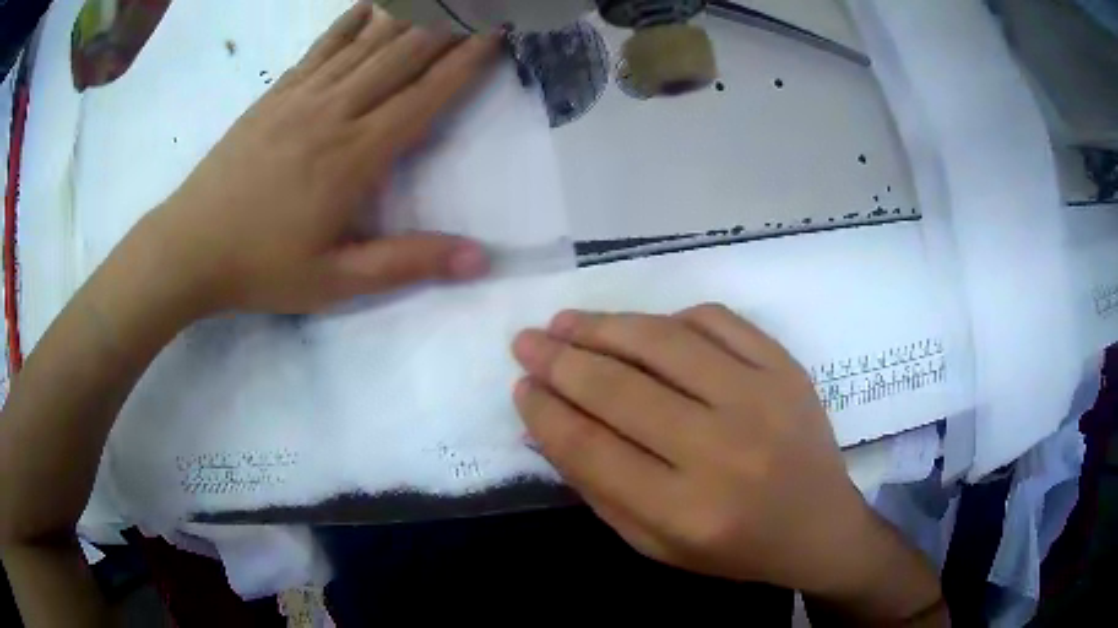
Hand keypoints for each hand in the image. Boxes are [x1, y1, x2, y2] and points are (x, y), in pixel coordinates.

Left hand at [148, 3, 499, 314]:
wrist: (188, 248)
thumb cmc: (261, 268)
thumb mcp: (336, 282)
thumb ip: (406, 264)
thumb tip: (480, 260)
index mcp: (355, 156)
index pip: (424, 96)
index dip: (465, 62)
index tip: (496, 33)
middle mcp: (334, 113)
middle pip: (400, 56)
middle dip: (446, 26)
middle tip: (476, 5)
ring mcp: (300, 98)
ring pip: (365, 44)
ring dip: (407, 16)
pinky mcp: (275, 96)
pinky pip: (320, 49)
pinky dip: (348, 23)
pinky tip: (369, 6)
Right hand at [511, 305, 884, 593]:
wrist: (819, 526)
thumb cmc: (733, 548)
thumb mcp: (653, 544)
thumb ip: (598, 488)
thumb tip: (546, 424)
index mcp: (685, 511)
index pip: (591, 448)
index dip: (545, 411)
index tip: (521, 387)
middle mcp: (723, 450)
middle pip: (620, 389)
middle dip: (560, 361)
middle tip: (526, 342)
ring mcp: (762, 398)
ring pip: (663, 342)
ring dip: (604, 326)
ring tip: (567, 322)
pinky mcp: (786, 367)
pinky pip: (715, 320)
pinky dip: (670, 318)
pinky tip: (644, 328)